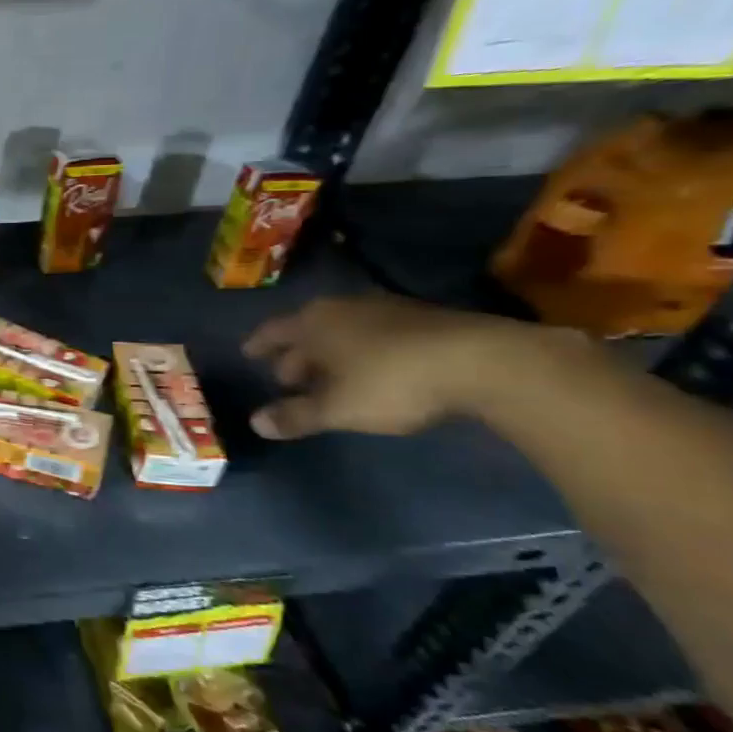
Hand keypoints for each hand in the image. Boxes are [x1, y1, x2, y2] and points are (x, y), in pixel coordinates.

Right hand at [242, 294, 551, 439]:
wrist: (484, 361)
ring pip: (342, 330)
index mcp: (313, 323)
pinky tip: (370, 370)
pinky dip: (361, 350)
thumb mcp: (337, 408)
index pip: (273, 331)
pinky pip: (373, 332)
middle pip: (307, 330)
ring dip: (330, 352)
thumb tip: (255, 423)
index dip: (259, 345)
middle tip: (288, 378)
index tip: (248, 355)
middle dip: (295, 354)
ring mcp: (384, 309)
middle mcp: (342, 308)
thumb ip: (295, 416)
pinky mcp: (422, 318)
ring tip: (328, 377)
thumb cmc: (391, 382)